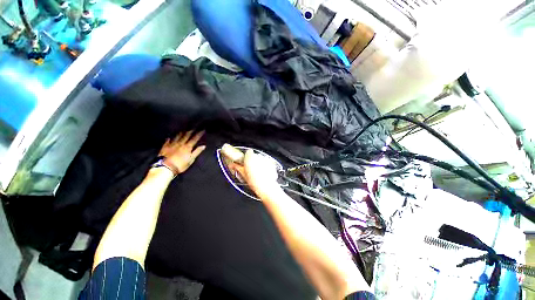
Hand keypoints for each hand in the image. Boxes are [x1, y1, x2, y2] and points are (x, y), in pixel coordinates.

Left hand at [159, 130, 205, 173]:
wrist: (165, 167)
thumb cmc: (180, 165)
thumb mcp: (191, 159)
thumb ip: (197, 152)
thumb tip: (203, 146)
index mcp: (187, 147)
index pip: (195, 138)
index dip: (199, 134)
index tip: (202, 130)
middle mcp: (180, 143)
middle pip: (186, 135)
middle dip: (191, 130)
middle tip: (194, 126)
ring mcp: (172, 144)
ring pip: (177, 136)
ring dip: (182, 131)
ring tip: (184, 128)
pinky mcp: (165, 146)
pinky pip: (168, 140)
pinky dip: (170, 137)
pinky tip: (171, 136)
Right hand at [230, 149, 280, 197]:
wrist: (266, 187)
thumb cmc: (254, 181)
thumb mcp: (243, 174)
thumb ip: (237, 167)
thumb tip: (232, 165)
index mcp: (250, 157)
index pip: (248, 152)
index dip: (247, 157)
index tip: (246, 162)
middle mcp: (258, 156)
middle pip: (255, 156)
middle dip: (253, 161)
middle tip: (251, 169)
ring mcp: (266, 159)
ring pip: (261, 159)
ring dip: (260, 163)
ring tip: (258, 172)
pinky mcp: (272, 163)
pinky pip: (268, 162)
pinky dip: (266, 166)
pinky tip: (264, 173)